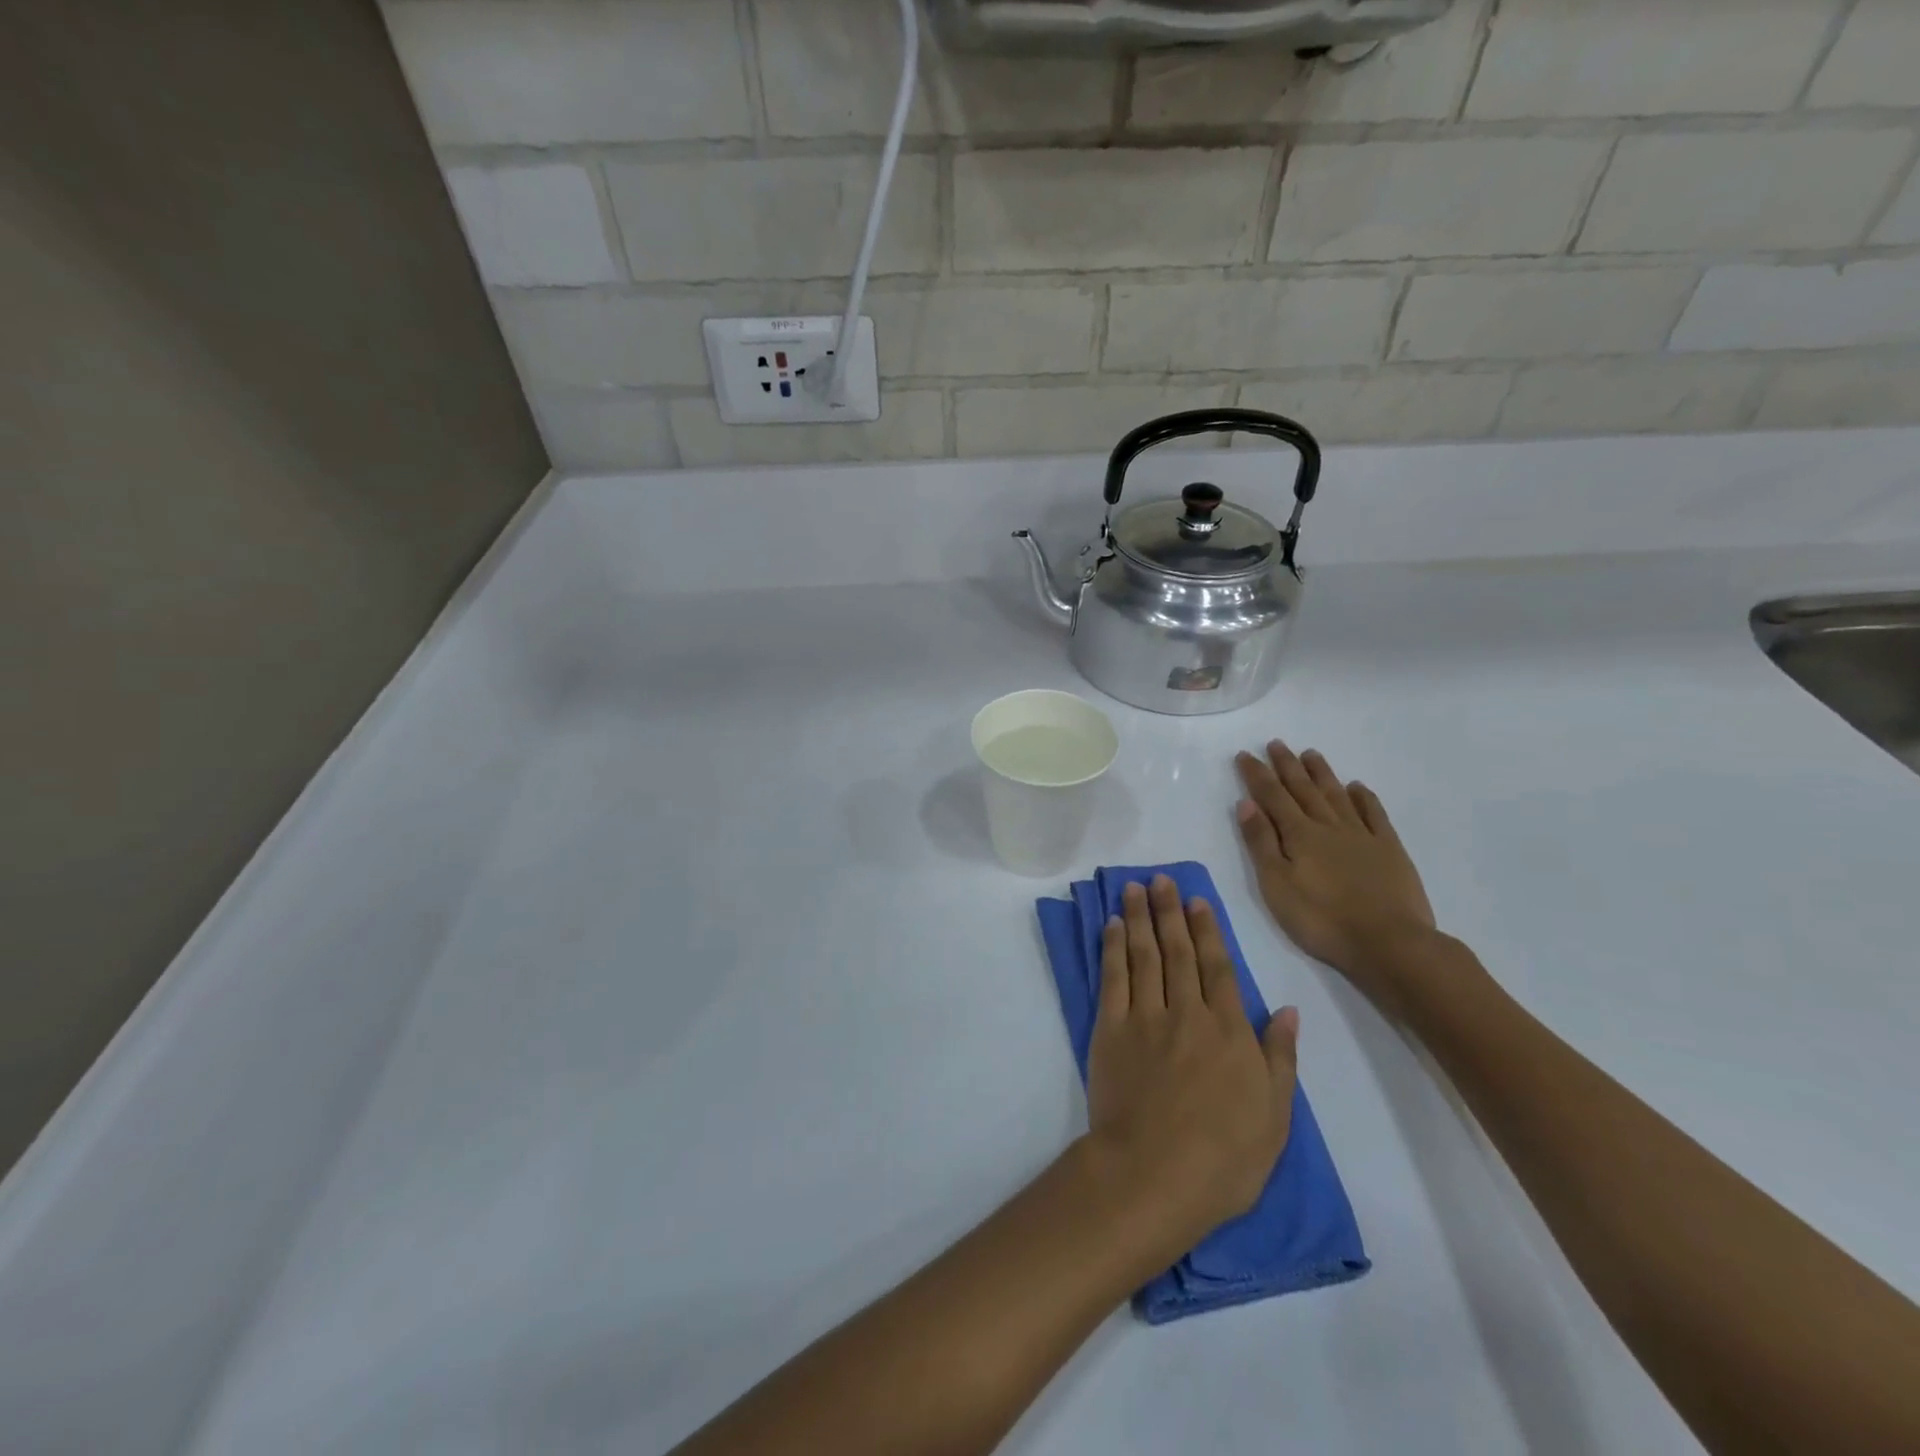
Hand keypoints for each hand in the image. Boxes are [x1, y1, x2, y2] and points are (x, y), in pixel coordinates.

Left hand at [1083, 876, 1298, 1253]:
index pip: (1218, 967)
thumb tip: (1289, 1010)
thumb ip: (1281, 1057)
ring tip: (1134, 889)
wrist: (1155, 1175)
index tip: (1197, 900)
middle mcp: (1187, 1013)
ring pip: (1144, 955)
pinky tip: (1110, 927)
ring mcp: (1146, 1018)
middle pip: (1178, 951)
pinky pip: (1113, 978)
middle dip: (1169, 911)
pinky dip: (1112, 949)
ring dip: (1138, 918)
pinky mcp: (1111, 1030)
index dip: (1208, 930)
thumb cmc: (1225, 1157)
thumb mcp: (1275, 1116)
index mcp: (1229, 1031)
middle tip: (1160, 879)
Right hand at [1235, 741, 1438, 1014]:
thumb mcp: (1276, 885)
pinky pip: (1374, 814)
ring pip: (1336, 795)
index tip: (1245, 755)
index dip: (1256, 775)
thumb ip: (1261, 843)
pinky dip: (1363, 798)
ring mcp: (1362, 835)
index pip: (1272, 797)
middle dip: (1287, 766)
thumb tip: (1247, 804)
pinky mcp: (1389, 849)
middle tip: (1276, 743)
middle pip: (1304, 789)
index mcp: (1299, 835)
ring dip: (1321, 774)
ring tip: (1310, 754)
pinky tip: (1357, 787)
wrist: (1390, 942)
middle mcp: (1329, 826)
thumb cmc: (1322, 919)